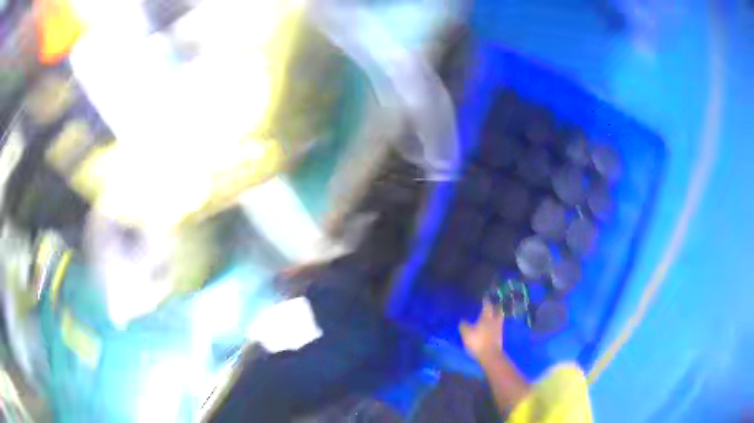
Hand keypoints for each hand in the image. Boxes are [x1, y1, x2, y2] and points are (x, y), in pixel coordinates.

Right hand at [459, 299, 504, 362]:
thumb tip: (463, 320)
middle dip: (496, 306)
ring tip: (493, 315)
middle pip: (498, 310)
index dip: (486, 301)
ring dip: (497, 315)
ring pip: (499, 318)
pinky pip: (498, 327)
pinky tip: (492, 326)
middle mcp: (494, 320)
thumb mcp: (466, 333)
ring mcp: (499, 329)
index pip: (487, 305)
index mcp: (487, 317)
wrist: (490, 355)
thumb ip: (464, 325)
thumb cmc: (478, 342)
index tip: (485, 297)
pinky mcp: (500, 337)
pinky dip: (496, 324)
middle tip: (493, 304)